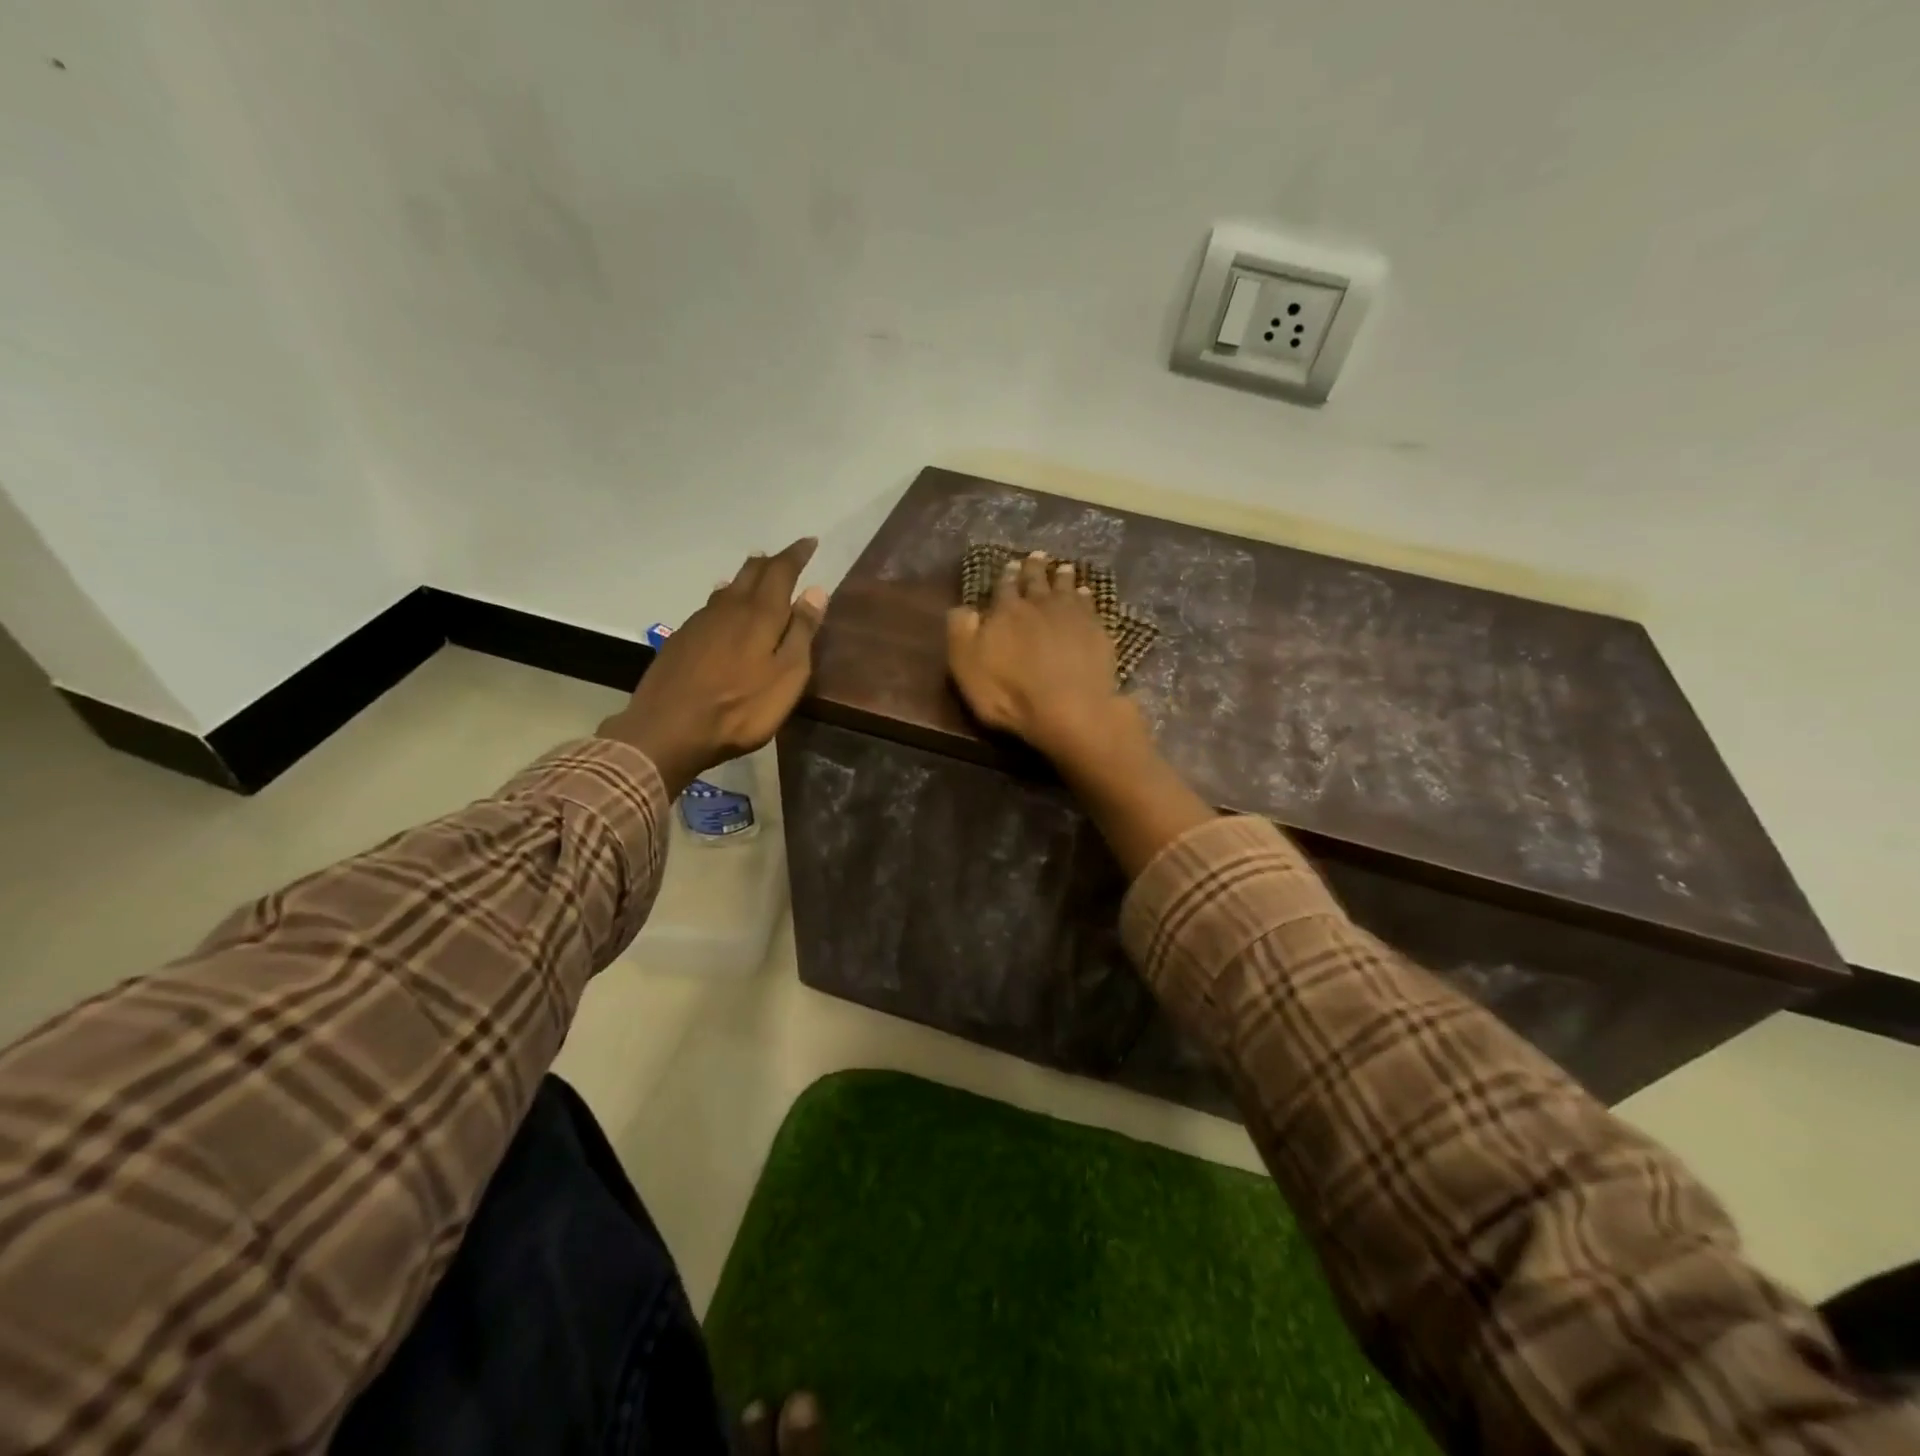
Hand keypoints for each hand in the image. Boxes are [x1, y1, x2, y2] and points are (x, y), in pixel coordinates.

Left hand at [599, 539, 826, 793]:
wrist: (668, 729)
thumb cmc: (740, 708)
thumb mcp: (787, 676)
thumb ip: (802, 632)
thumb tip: (816, 590)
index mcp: (760, 613)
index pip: (781, 571)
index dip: (797, 555)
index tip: (810, 542)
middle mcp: (729, 607)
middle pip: (751, 572)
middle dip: (771, 562)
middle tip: (786, 558)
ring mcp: (701, 622)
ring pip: (728, 587)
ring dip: (746, 578)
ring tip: (758, 576)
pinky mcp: (682, 639)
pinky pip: (711, 606)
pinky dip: (726, 598)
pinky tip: (724, 610)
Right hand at [946, 550, 1136, 762]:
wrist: (1069, 708)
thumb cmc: (1010, 693)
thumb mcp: (967, 667)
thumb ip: (961, 633)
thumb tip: (961, 608)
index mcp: (1006, 612)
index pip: (1004, 587)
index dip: (1005, 576)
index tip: (1009, 564)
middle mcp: (1039, 605)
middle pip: (1036, 581)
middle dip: (1035, 568)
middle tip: (1038, 555)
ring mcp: (1072, 616)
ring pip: (1066, 588)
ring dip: (1063, 577)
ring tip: (1063, 567)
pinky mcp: (1097, 631)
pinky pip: (1091, 606)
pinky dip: (1087, 596)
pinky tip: (1087, 594)